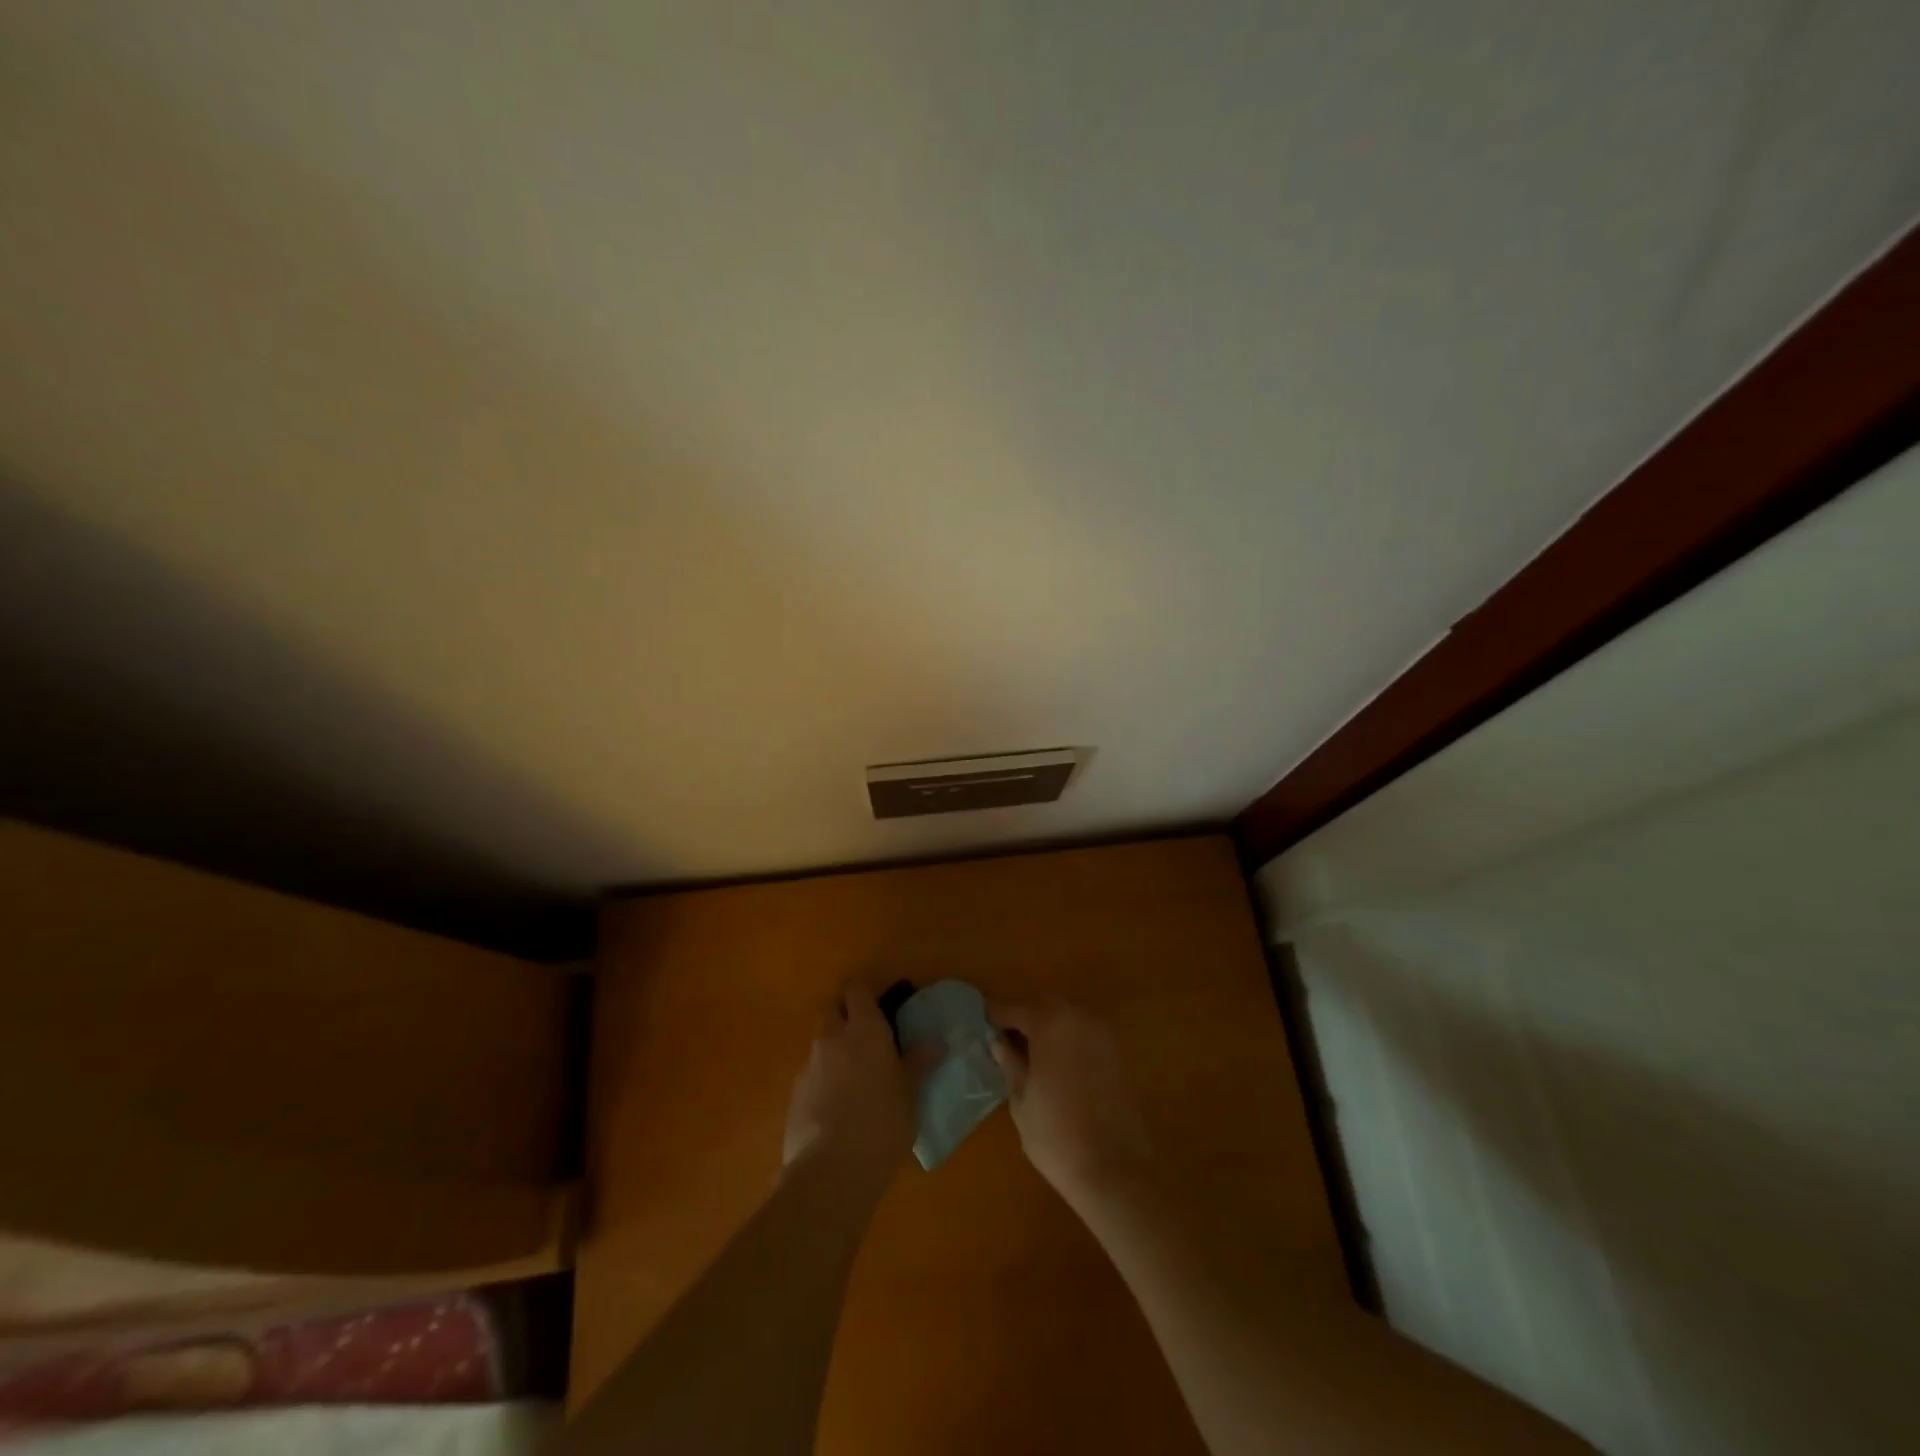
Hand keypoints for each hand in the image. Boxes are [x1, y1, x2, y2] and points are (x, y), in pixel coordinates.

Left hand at [782, 984, 921, 1182]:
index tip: (881, 1008)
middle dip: (845, 1016)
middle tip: (866, 1038)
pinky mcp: (794, 1095)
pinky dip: (823, 1080)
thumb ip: (918, 1063)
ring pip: (820, 1043)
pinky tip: (837, 1107)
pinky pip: (811, 1074)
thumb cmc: (883, 1122)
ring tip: (855, 1078)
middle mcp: (832, 1038)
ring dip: (834, 1050)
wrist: (832, 1170)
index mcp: (864, 1029)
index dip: (866, 995)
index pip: (857, 990)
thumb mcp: (910, 1093)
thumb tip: (935, 1043)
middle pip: (832, 1010)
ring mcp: (809, 1066)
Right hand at [988, 999, 1152, 1206]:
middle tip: (1004, 1040)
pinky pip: (1083, 1032)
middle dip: (1023, 1017)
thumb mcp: (1020, 1099)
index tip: (980, 1026)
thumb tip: (998, 1042)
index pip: (1014, 1009)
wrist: (1114, 1169)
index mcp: (1050, 1023)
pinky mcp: (1116, 1052)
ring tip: (1028, 1053)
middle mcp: (1078, 1017)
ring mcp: (1102, 1033)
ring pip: (1066, 1016)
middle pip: (1043, 1005)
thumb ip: (1009, 1063)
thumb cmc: (1056, 1134)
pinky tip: (1055, 1064)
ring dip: (1046, 1026)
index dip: (995, 1016)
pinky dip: (1066, 1038)